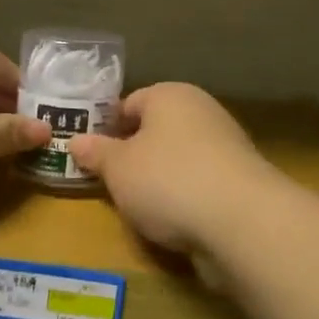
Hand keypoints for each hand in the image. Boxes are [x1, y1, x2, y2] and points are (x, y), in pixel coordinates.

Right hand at [69, 83, 277, 253]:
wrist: (242, 222)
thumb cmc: (168, 180)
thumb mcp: (118, 168)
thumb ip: (96, 153)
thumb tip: (75, 141)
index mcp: (170, 95)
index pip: (130, 102)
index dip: (107, 127)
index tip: (90, 155)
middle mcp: (202, 112)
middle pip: (156, 131)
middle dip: (133, 156)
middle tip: (108, 183)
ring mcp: (226, 147)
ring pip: (178, 160)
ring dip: (158, 181)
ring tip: (137, 208)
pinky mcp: (241, 182)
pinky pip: (199, 185)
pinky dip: (184, 199)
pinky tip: (171, 222)